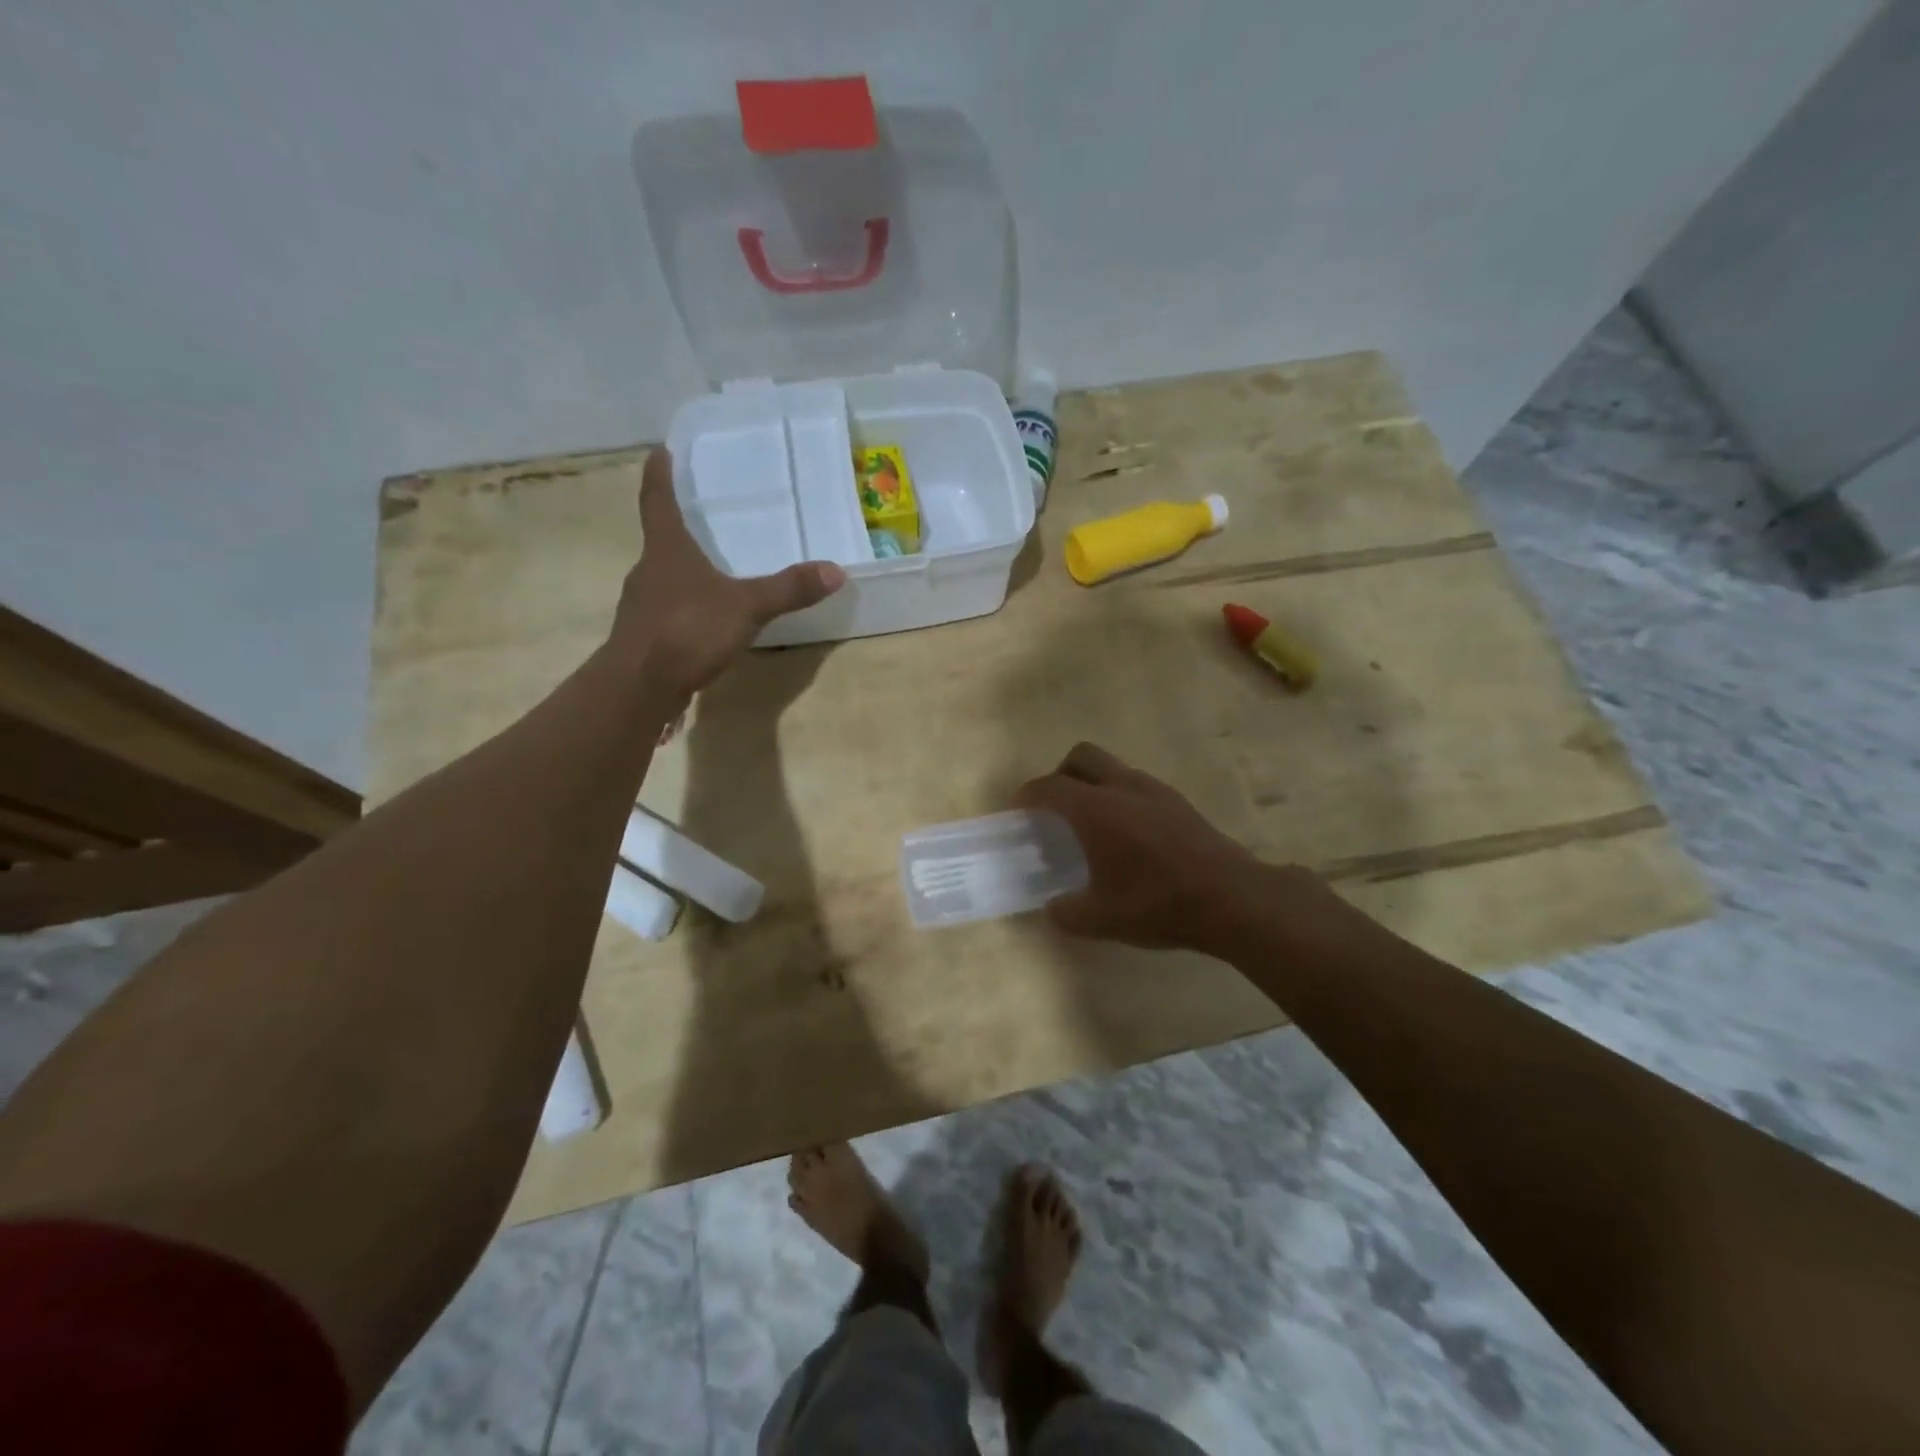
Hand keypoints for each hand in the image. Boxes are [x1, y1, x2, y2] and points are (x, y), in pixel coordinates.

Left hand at [612, 450, 845, 695]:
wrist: (639, 688)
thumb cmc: (687, 631)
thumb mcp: (746, 607)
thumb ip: (788, 590)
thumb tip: (836, 571)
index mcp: (667, 550)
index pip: (658, 500)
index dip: (659, 475)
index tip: (660, 451)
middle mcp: (648, 571)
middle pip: (662, 541)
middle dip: (680, 529)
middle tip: (703, 518)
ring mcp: (642, 606)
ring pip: (664, 578)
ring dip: (683, 572)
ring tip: (711, 571)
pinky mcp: (645, 638)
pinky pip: (668, 612)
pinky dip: (686, 608)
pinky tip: (705, 621)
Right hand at [1016, 743, 1269, 949]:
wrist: (1231, 897)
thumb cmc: (1158, 903)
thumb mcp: (1102, 919)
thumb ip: (1067, 911)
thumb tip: (1053, 907)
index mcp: (1095, 810)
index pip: (1049, 787)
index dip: (1028, 794)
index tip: (1019, 809)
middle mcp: (1122, 788)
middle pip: (1081, 756)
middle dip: (1060, 774)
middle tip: (1055, 807)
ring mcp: (1154, 790)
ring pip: (1112, 767)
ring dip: (1093, 783)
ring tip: (1092, 823)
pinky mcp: (1177, 801)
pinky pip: (1136, 784)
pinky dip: (1120, 796)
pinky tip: (1127, 833)